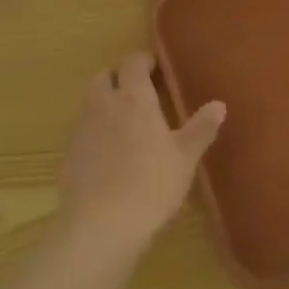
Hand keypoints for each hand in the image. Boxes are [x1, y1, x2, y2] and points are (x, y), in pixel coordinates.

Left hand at [57, 52, 225, 257]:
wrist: (99, 227)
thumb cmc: (150, 186)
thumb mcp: (185, 158)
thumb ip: (201, 128)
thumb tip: (219, 104)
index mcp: (133, 98)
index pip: (132, 62)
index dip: (143, 61)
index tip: (156, 69)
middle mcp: (103, 105)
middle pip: (104, 76)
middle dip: (119, 77)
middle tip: (139, 91)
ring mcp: (82, 129)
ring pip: (90, 101)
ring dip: (104, 101)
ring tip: (125, 121)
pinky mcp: (68, 154)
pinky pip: (82, 129)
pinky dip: (95, 129)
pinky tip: (109, 153)